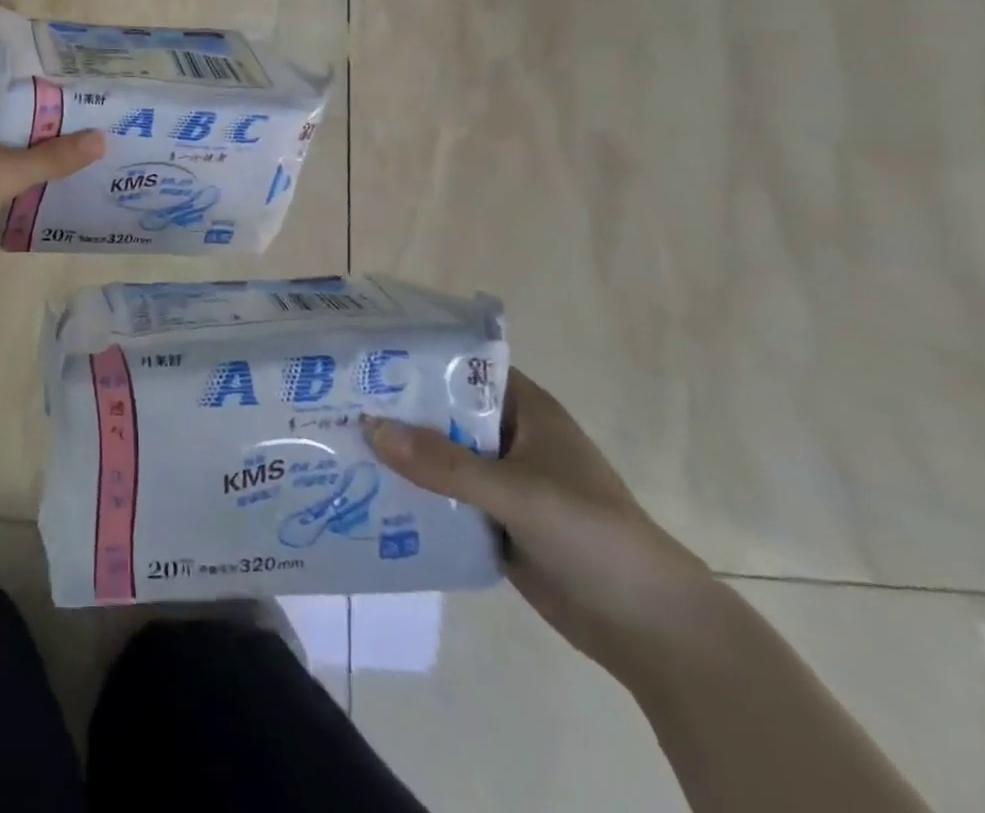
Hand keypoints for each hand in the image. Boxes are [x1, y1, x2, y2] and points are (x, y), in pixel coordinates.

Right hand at [363, 371, 716, 678]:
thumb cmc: (594, 537)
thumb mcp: (518, 492)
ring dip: (399, 453)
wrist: (652, 630)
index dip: (415, 357)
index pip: (460, 366)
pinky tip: (366, 489)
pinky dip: (411, 493)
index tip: (362, 355)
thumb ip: (446, 464)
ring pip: (437, 455)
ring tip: (335, 441)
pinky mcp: (492, 519)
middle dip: (395, 408)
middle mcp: (507, 437)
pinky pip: (441, 496)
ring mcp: (499, 480)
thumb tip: (371, 428)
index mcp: (524, 410)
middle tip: (332, 400)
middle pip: (441, 411)